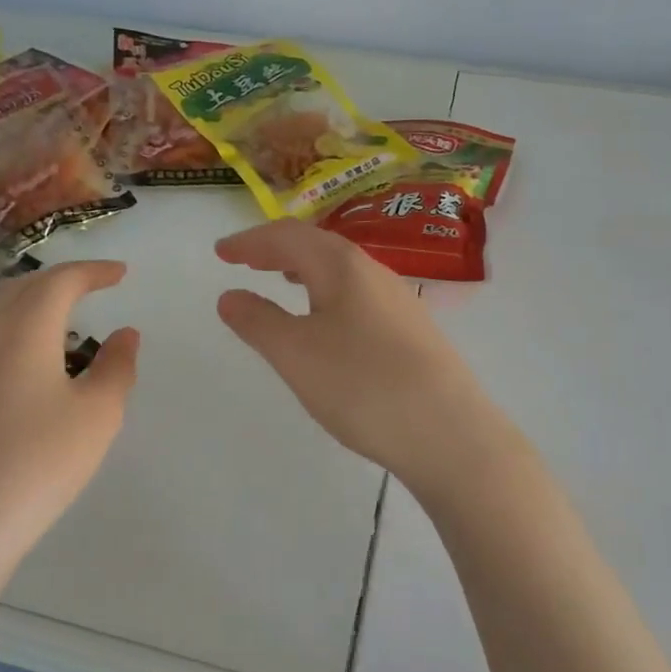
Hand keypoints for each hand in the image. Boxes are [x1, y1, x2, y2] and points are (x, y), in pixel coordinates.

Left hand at [0, 260, 139, 582]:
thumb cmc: (37, 462)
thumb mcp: (97, 415)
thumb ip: (117, 366)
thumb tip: (124, 333)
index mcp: (24, 325)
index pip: (61, 279)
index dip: (94, 271)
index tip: (121, 274)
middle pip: (25, 288)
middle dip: (63, 282)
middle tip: (94, 288)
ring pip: (0, 314)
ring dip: (35, 307)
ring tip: (66, 324)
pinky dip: (16, 335)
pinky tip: (29, 367)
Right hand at [215, 220, 491, 485]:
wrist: (450, 434)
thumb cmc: (362, 386)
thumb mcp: (296, 354)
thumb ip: (258, 321)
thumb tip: (230, 296)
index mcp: (343, 266)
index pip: (288, 237)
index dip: (250, 242)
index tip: (220, 252)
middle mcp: (374, 272)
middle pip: (318, 246)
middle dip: (277, 250)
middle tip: (245, 261)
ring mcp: (399, 302)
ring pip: (342, 272)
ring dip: (305, 270)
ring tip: (282, 281)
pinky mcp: (412, 332)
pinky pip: (358, 296)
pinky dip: (328, 295)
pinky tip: (327, 323)